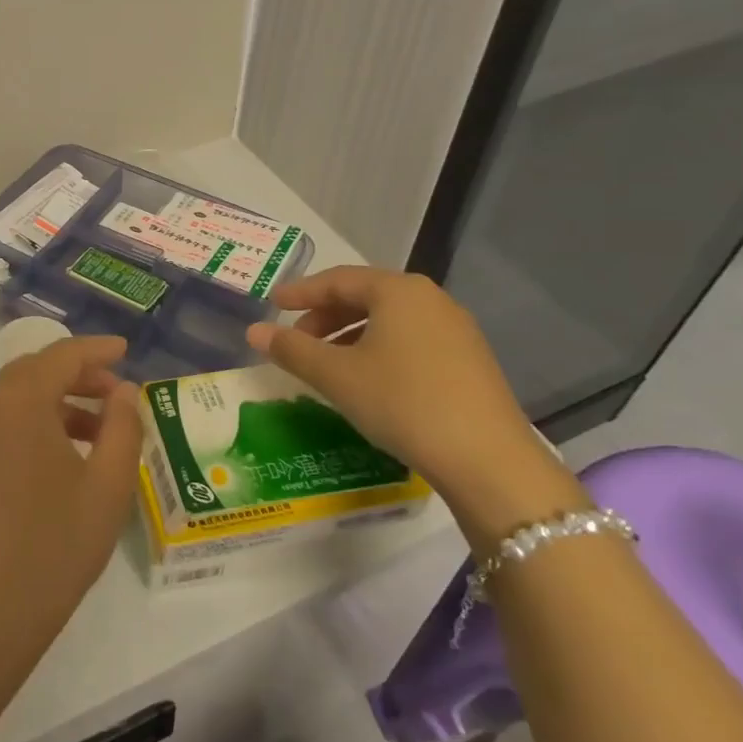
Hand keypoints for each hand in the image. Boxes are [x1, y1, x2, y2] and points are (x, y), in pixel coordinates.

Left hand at [0, 335, 142, 683]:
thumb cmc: (52, 548)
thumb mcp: (107, 488)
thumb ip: (122, 428)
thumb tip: (125, 391)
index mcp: (21, 400)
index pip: (63, 354)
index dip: (98, 349)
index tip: (126, 351)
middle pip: (36, 370)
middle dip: (79, 374)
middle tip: (116, 395)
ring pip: (17, 397)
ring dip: (57, 401)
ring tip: (97, 431)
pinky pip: (1, 422)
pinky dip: (34, 422)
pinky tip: (60, 457)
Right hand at [247, 267, 575, 536]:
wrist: (489, 461)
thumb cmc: (403, 403)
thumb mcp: (337, 376)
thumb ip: (291, 349)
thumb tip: (253, 331)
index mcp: (398, 291)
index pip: (337, 280)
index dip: (300, 292)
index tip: (272, 304)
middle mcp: (430, 299)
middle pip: (364, 296)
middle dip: (324, 315)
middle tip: (296, 340)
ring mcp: (455, 330)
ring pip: (388, 320)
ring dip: (350, 335)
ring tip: (326, 363)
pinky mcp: (469, 361)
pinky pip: (411, 340)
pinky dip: (378, 349)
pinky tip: (367, 379)